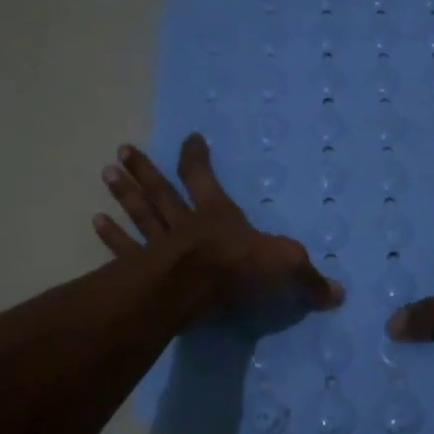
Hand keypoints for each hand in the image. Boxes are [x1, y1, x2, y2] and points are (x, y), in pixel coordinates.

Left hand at [95, 134, 344, 318]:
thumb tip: (338, 295)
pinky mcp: (144, 268)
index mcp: (218, 214)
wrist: (197, 287)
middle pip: (162, 191)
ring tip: (106, 172)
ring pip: (140, 213)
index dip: (197, 158)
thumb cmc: (240, 266)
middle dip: (145, 171)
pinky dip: (111, 235)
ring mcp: (160, 244)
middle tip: (122, 151)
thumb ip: (308, 280)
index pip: (204, 178)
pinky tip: (95, 220)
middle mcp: (185, 222)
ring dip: (124, 194)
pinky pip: (124, 248)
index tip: (189, 139)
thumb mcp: (285, 268)